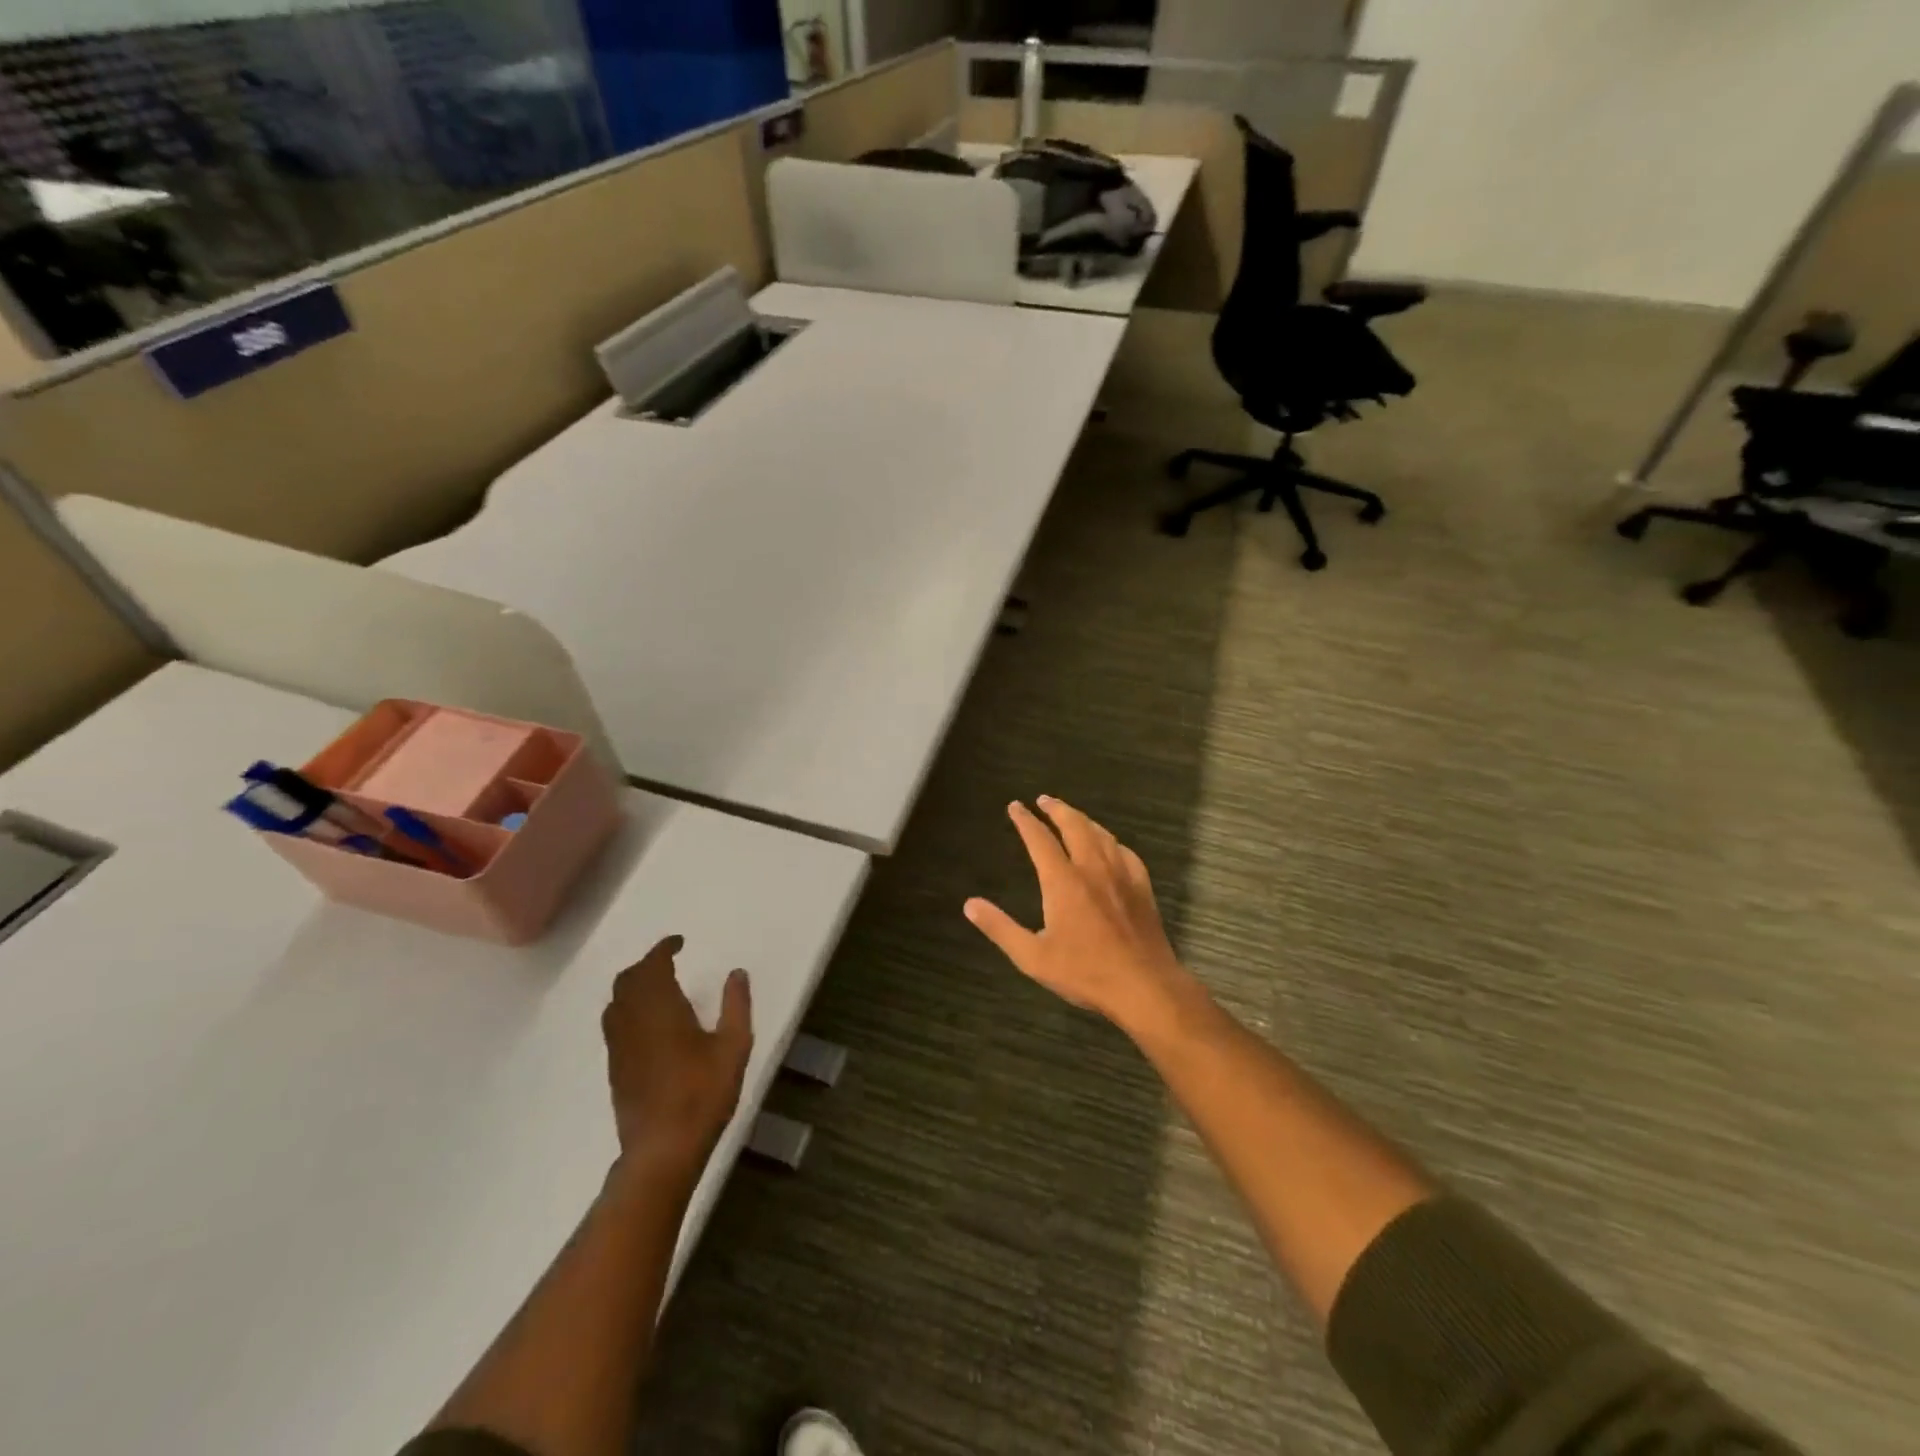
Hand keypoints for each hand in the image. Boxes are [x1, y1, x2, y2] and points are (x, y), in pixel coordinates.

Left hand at [602, 936, 752, 1179]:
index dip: (663, 949)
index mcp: (660, 1009)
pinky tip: (649, 1023)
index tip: (679, 942)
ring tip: (658, 987)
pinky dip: (628, 1009)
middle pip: (627, 980)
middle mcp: (632, 1021)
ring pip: (616, 1002)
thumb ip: (735, 1005)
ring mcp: (619, 1046)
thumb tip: (736, 973)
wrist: (662, 1149)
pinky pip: (615, 1024)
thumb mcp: (734, 1046)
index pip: (653, 965)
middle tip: (669, 961)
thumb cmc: (702, 1093)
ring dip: (634, 986)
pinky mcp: (616, 1068)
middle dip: (646, 965)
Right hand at [964, 797, 1191, 1035]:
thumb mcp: (1032, 957)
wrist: (1144, 986)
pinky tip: (1110, 846)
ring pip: (1101, 834)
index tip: (1015, 806)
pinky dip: (1111, 841)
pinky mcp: (1142, 887)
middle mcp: (1092, 868)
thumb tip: (970, 904)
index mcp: (1063, 881)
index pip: (1040, 839)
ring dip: (1083, 819)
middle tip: (1044, 799)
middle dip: (1056, 809)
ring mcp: (1121, 875)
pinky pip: (1125, 852)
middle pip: (1074, 825)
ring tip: (1072, 815)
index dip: (1025, 820)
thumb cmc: (1085, 973)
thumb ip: (1000, 928)